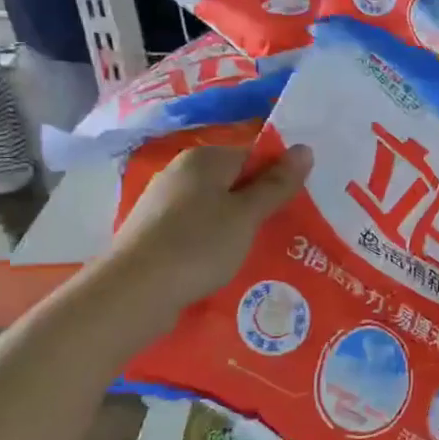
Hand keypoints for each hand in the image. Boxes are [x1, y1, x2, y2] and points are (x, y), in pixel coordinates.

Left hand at [85, 142, 311, 349]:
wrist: (133, 291)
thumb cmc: (198, 244)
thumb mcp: (247, 214)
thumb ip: (277, 183)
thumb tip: (305, 148)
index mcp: (204, 159)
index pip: (253, 156)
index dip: (277, 179)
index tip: (296, 206)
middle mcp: (181, 173)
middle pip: (234, 182)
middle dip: (259, 205)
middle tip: (285, 231)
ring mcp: (164, 203)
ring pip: (216, 208)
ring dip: (238, 227)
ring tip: (260, 251)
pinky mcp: (156, 232)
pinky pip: (198, 229)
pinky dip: (214, 242)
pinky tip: (225, 264)